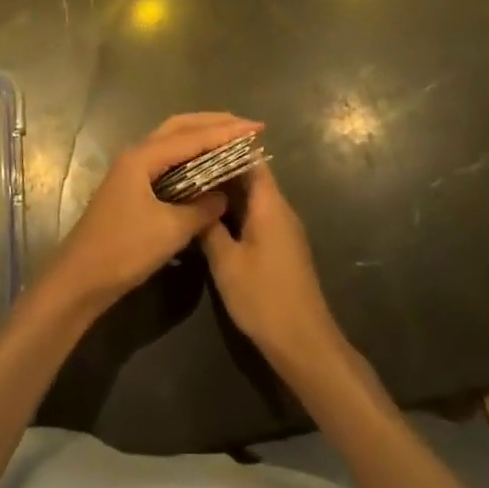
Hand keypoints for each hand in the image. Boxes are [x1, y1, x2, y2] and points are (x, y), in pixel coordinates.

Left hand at [45, 113, 262, 313]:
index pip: (192, 136)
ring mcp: (131, 170)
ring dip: (200, 137)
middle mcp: (136, 155)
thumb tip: (224, 196)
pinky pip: (166, 160)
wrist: (79, 279)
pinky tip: (204, 167)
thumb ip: (201, 209)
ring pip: (171, 142)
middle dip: (213, 124)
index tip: (257, 128)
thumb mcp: (170, 232)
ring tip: (230, 139)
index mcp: (143, 157)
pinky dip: (189, 157)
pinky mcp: (131, 187)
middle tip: (245, 127)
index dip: (226, 132)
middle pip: (179, 128)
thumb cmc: (123, 251)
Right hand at [202, 163, 343, 371]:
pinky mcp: (280, 246)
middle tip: (184, 166)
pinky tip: (209, 219)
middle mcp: (279, 209)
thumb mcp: (226, 263)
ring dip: (225, 192)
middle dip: (219, 170)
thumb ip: (208, 227)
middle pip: (250, 176)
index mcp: (269, 204)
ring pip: (251, 197)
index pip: (250, 159)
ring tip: (190, 188)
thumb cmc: (264, 298)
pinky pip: (255, 215)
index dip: (224, 148)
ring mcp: (282, 228)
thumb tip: (192, 200)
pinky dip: (234, 212)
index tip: (195, 144)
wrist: (304, 343)